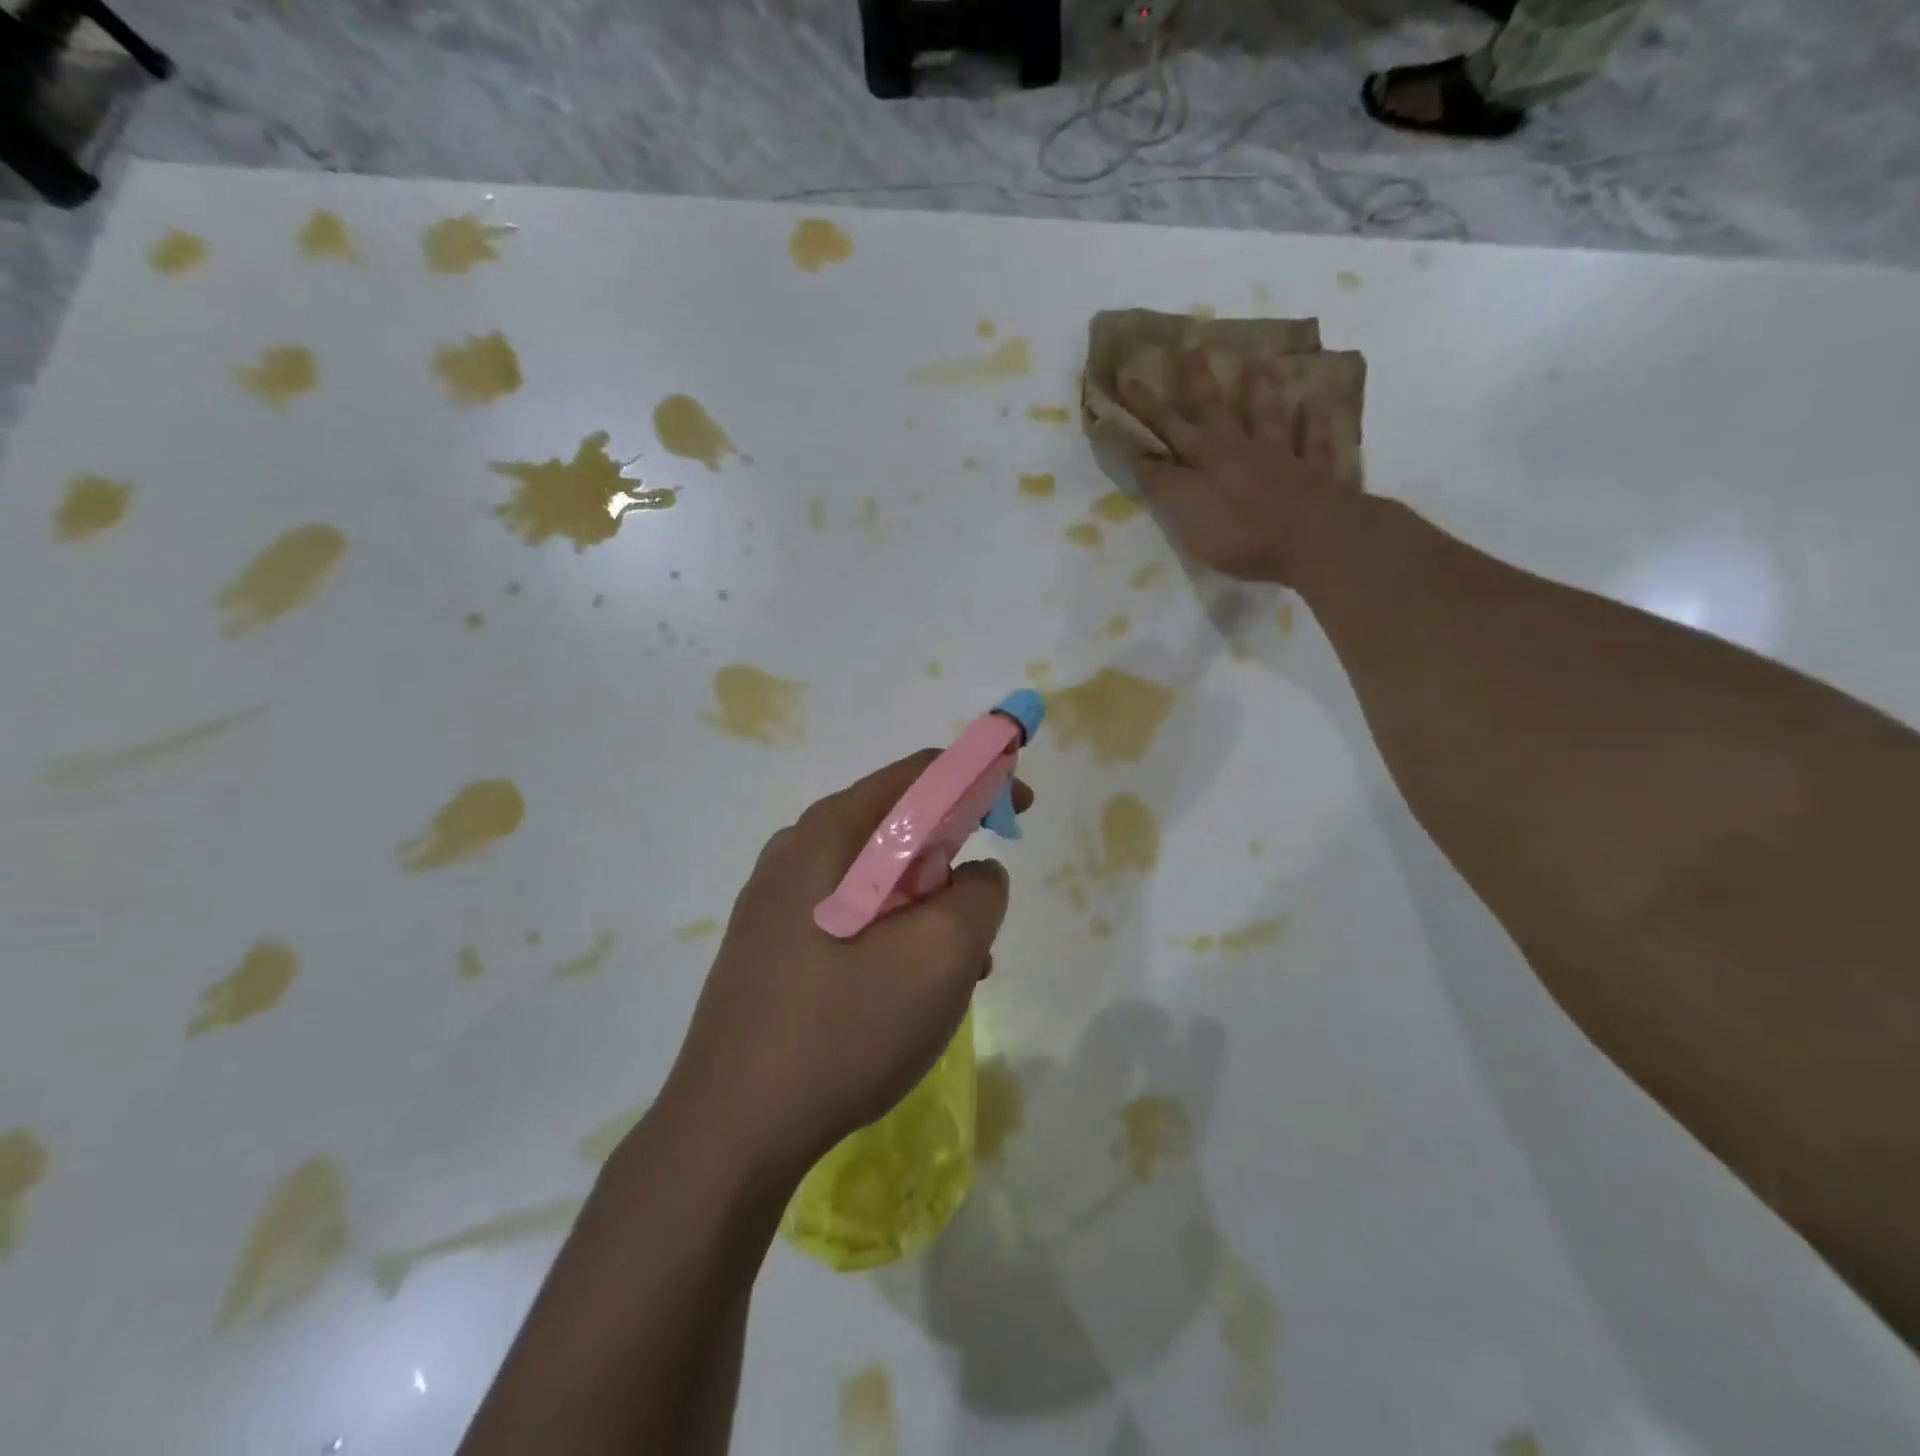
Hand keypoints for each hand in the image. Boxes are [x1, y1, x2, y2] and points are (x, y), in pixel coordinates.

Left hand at [660, 750, 1027, 1187]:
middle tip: (984, 911)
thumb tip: (976, 875)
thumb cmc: (842, 1030)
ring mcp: (776, 901)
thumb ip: (980, 893)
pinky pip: (850, 916)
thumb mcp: (941, 956)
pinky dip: (894, 933)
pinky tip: (910, 992)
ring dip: (928, 907)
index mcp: (829, 833)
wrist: (730, 1133)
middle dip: (954, 857)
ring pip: (877, 878)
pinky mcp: (771, 946)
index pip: (918, 774)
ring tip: (959, 968)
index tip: (1021, 811)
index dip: (980, 779)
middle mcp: (795, 852)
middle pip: (895, 825)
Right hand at [1122, 349, 1355, 585]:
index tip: (1129, 376)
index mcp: (1204, 458)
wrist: (1309, 538)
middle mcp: (1239, 448)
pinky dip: (1313, 422)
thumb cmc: (1238, 532)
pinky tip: (1314, 403)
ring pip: (1268, 414)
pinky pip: (1313, 441)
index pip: (1168, 427)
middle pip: (1215, 409)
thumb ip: (1163, 483)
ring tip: (1260, 358)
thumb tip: (1141, 455)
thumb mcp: (1185, 512)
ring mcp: (1281, 456)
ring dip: (1262, 387)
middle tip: (1192, 346)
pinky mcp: (1314, 473)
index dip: (1146, 406)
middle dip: (1198, 380)